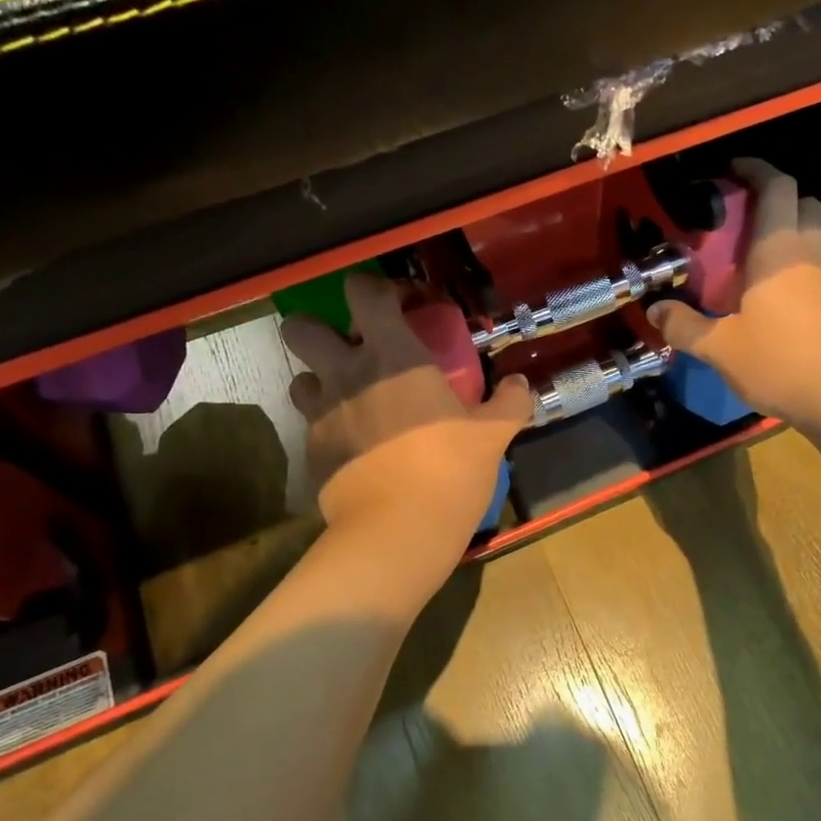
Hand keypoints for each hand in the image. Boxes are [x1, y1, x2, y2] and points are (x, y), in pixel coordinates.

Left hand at [282, 272, 532, 566]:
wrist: (397, 532)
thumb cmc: (449, 469)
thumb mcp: (494, 434)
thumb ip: (511, 401)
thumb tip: (521, 384)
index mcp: (392, 354)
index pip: (363, 292)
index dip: (378, 289)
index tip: (404, 306)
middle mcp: (345, 373)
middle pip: (301, 327)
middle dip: (321, 329)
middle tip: (356, 350)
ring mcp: (321, 413)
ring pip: (299, 377)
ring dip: (320, 379)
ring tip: (352, 397)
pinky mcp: (311, 452)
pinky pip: (310, 424)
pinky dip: (329, 425)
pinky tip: (356, 445)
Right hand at [647, 158, 820, 429]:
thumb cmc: (780, 361)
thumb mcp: (719, 347)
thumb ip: (684, 325)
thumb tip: (654, 310)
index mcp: (778, 251)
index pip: (776, 187)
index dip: (756, 170)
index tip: (731, 170)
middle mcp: (808, 255)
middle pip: (803, 204)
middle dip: (774, 199)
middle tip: (739, 218)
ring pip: (815, 236)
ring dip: (789, 232)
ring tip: (753, 256)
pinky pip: (818, 268)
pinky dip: (798, 265)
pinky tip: (775, 294)